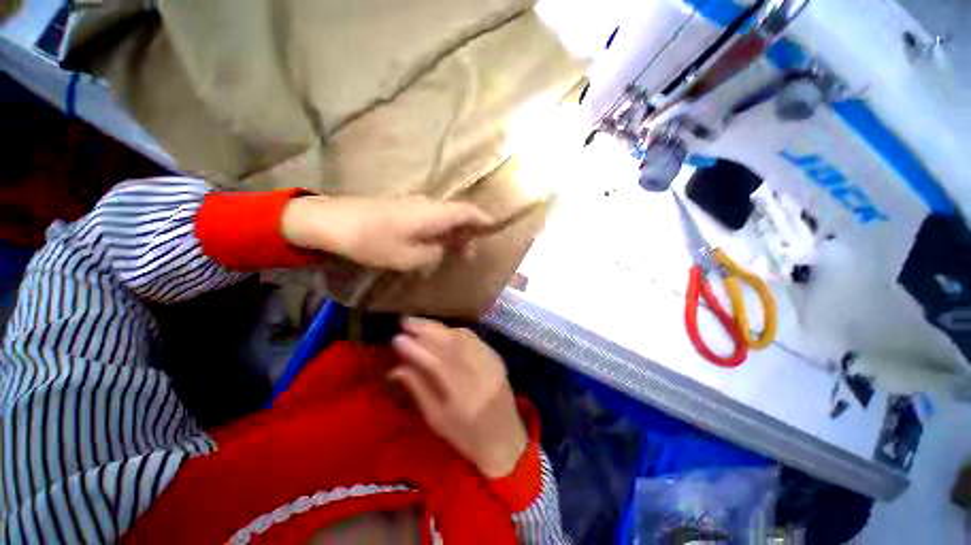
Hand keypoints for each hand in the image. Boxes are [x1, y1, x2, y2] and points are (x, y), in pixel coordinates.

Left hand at [280, 195, 491, 271]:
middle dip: (469, 232)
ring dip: (453, 233)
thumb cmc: (373, 240)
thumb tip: (443, 248)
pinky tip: (433, 246)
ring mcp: (414, 205)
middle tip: (471, 254)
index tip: (495, 229)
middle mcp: (428, 205)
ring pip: (444, 217)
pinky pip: (430, 219)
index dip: (484, 219)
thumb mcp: (409, 257)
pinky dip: (439, 232)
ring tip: (455, 253)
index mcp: (434, 213)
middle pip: (458, 214)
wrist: (331, 221)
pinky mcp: (402, 209)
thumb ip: (434, 253)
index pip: (468, 211)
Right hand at [390, 317, 527, 478]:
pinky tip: (442, 330)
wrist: (506, 439)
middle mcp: (480, 372)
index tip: (396, 338)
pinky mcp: (496, 357)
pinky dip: (455, 331)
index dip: (415, 349)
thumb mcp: (437, 420)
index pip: (436, 362)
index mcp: (464, 394)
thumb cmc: (467, 437)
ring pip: (462, 336)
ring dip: (439, 328)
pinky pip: (474, 338)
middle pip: (451, 342)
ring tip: (419, 324)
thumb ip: (418, 389)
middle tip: (405, 322)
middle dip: (426, 329)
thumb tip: (397, 367)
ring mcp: (491, 362)